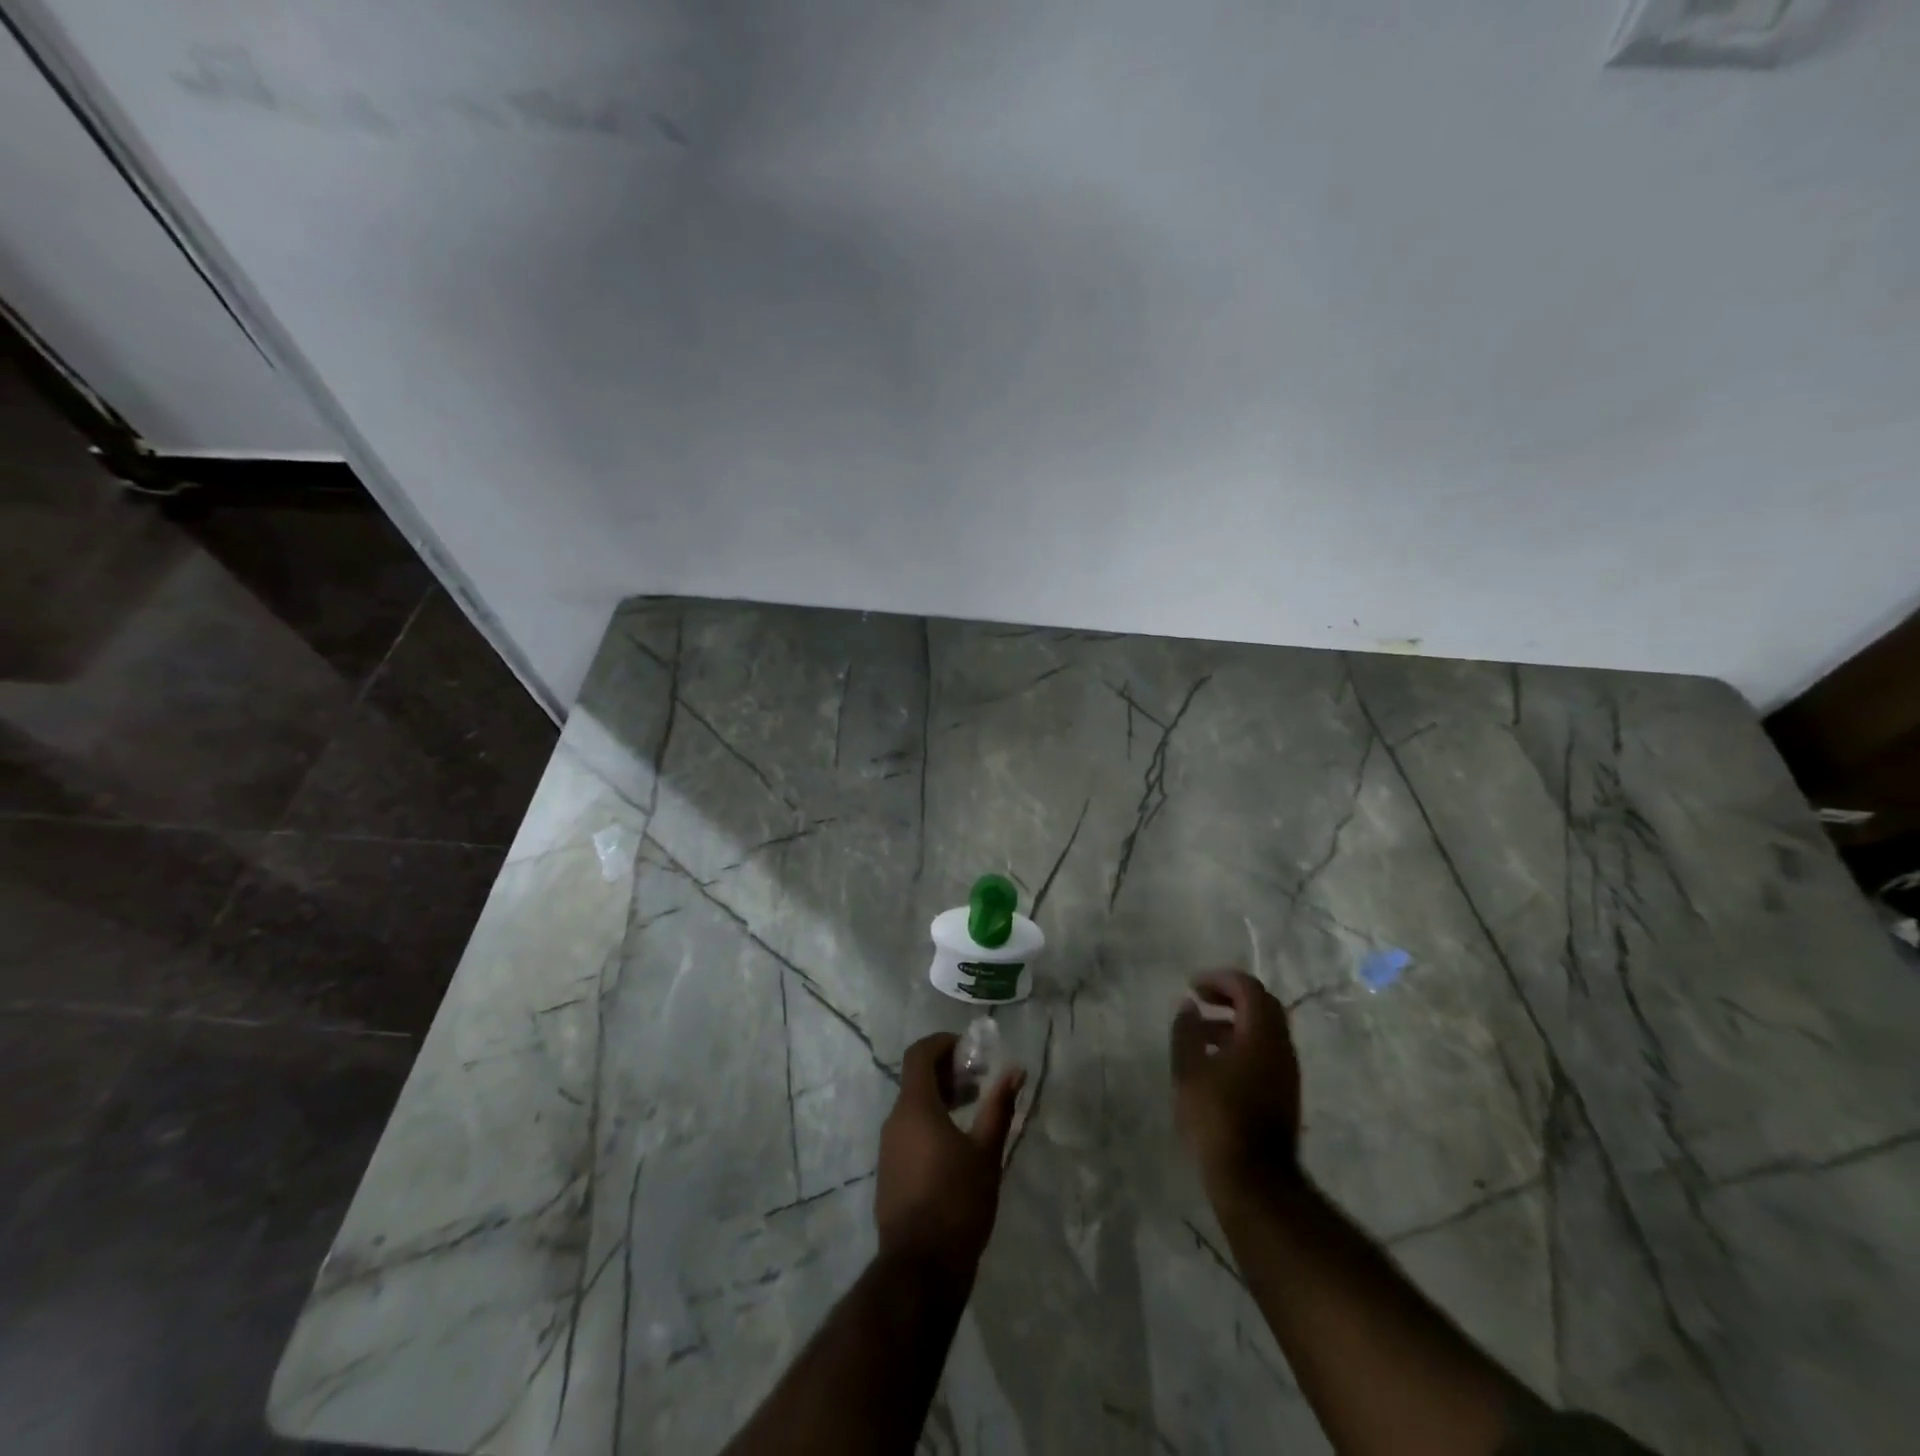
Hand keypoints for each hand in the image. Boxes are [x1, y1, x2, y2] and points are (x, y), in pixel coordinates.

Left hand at [875, 1033, 1024, 1280]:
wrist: (920, 1269)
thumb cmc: (957, 1202)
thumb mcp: (986, 1153)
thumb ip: (999, 1107)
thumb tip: (1015, 1070)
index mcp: (915, 1107)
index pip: (920, 1054)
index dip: (942, 1043)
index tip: (969, 1050)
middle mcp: (895, 1120)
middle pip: (916, 1079)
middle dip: (948, 1072)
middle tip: (980, 1081)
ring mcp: (889, 1148)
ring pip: (913, 1106)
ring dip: (941, 1098)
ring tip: (973, 1111)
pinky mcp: (890, 1172)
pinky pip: (909, 1131)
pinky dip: (931, 1123)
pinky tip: (956, 1145)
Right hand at [1171, 970, 1301, 1198]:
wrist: (1254, 1180)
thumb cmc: (1216, 1117)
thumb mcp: (1188, 1070)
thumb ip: (1187, 1030)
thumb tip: (1190, 1005)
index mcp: (1261, 1035)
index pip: (1248, 988)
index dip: (1219, 979)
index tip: (1193, 987)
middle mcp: (1281, 1047)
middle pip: (1262, 1005)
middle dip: (1230, 995)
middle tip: (1200, 1000)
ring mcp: (1287, 1072)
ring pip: (1265, 1029)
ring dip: (1235, 1021)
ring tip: (1200, 1033)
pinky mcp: (1284, 1092)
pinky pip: (1265, 1051)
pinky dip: (1242, 1042)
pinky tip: (1215, 1061)